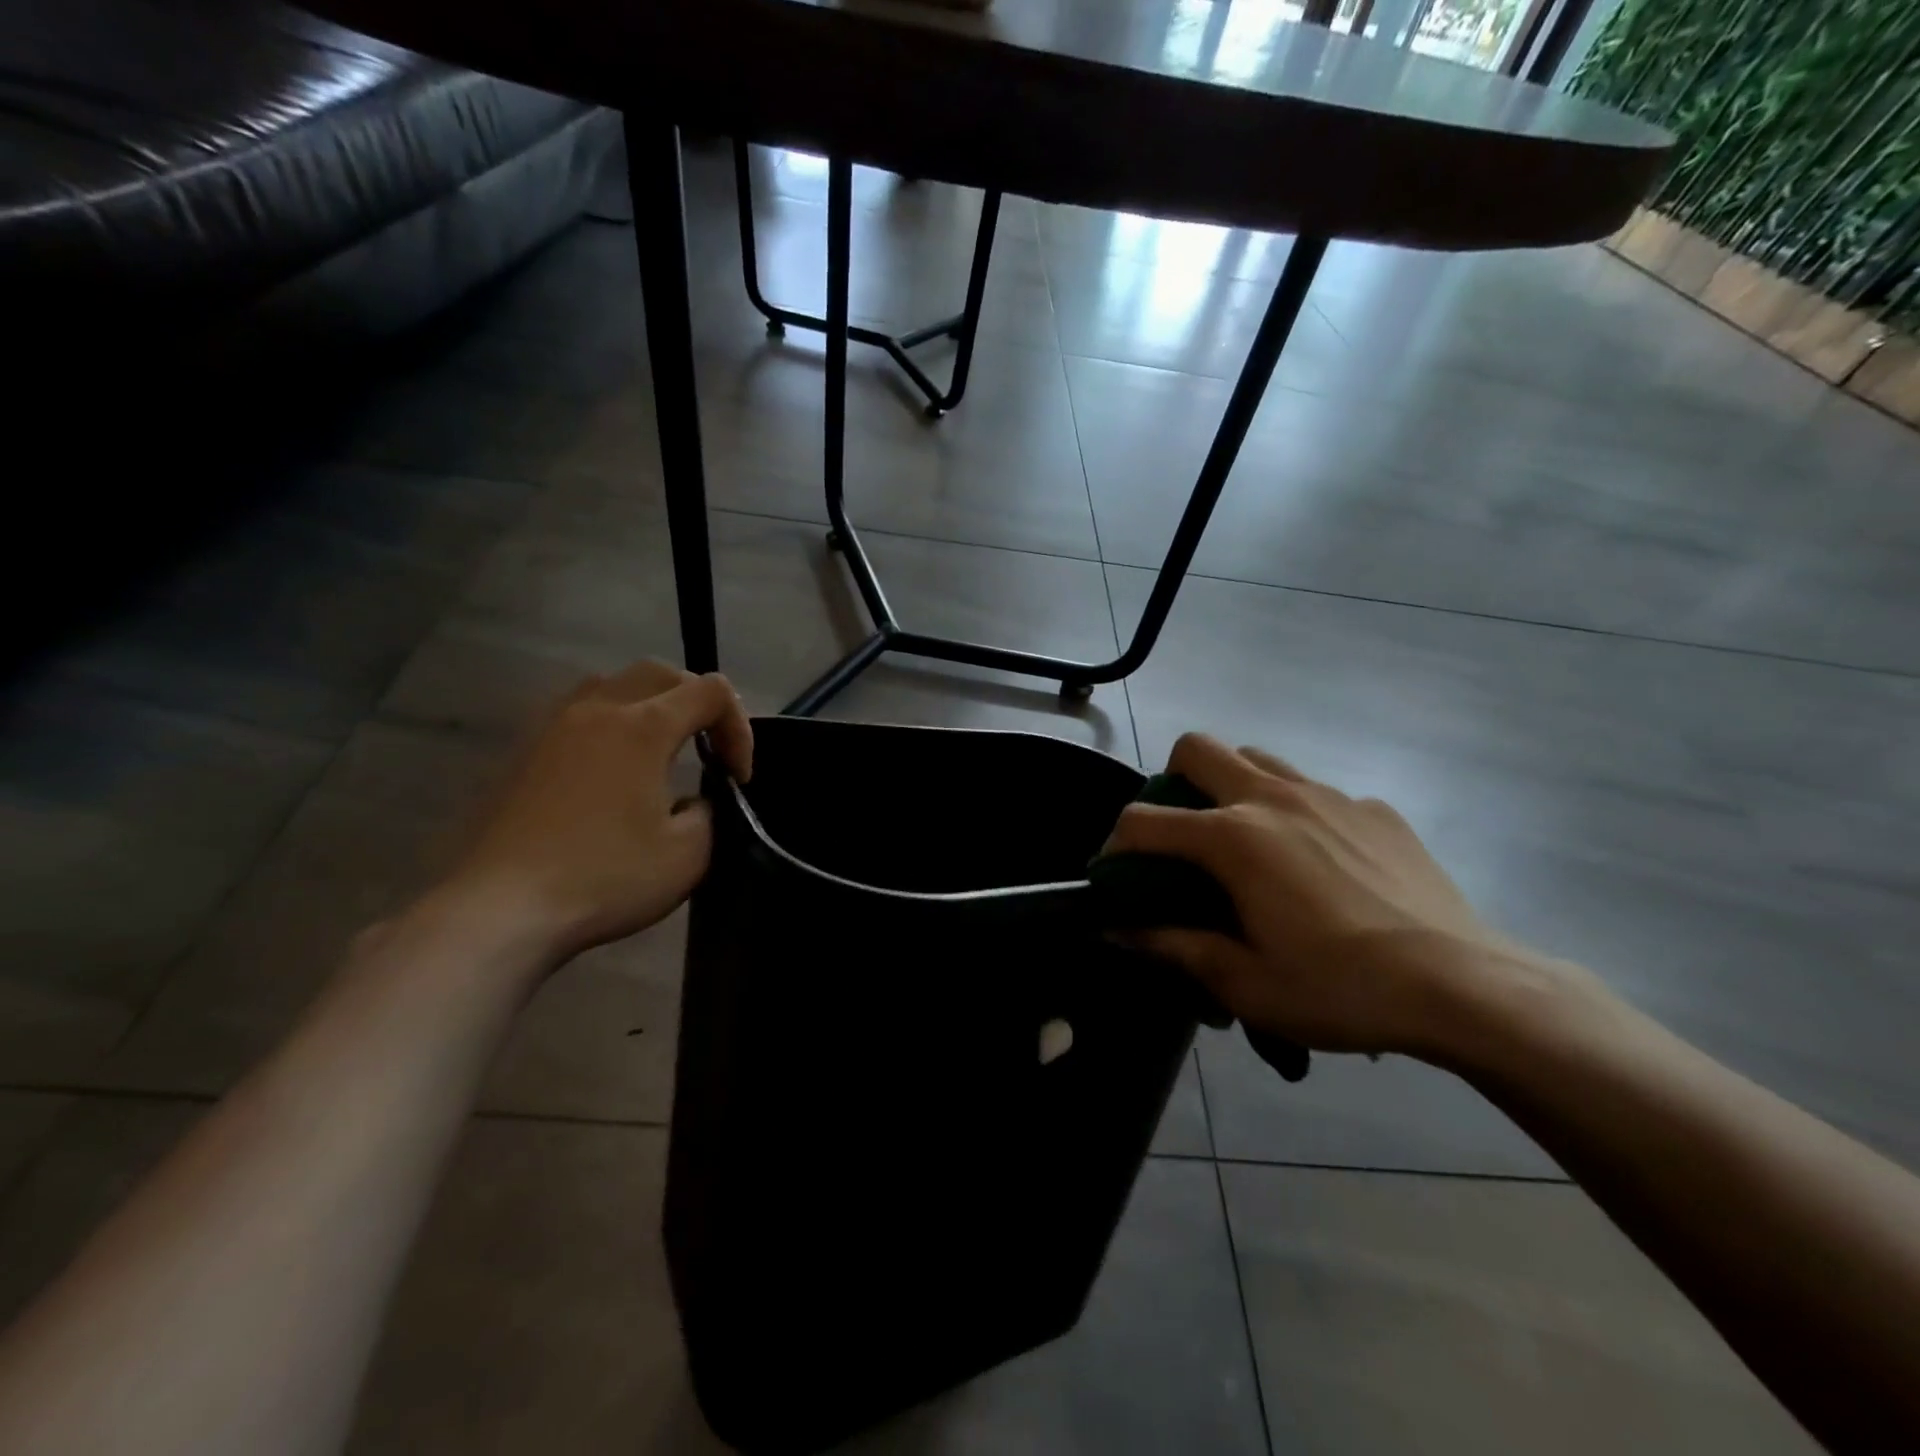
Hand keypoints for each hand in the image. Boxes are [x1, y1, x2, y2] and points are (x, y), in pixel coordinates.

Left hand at [442, 661, 752, 963]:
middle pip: (661, 673)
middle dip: (697, 703)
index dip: (739, 727)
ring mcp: (552, 726)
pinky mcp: (522, 751)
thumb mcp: (688, 855)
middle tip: (709, 748)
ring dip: (649, 705)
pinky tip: (609, 771)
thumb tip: (691, 801)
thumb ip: (708, 812)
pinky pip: (577, 712)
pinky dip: (609, 724)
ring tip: (658, 750)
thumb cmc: (604, 878)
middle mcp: (598, 709)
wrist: (500, 909)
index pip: (711, 692)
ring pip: (612, 684)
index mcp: (644, 727)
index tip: (737, 777)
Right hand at [1106, 733, 1543, 1056]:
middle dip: (1171, 780)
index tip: (1114, 874)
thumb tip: (1116, 929)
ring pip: (1257, 758)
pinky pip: (1316, 792)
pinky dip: (1296, 814)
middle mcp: (1273, 798)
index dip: (1114, 844)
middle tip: (1181, 834)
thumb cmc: (1340, 988)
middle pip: (1197, 748)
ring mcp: (1329, 795)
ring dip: (1232, 786)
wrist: (1465, 986)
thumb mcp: (1243, 982)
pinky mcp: (1374, 808)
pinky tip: (1320, 866)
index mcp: (1233, 838)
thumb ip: (1171, 946)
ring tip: (1245, 841)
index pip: (1143, 820)